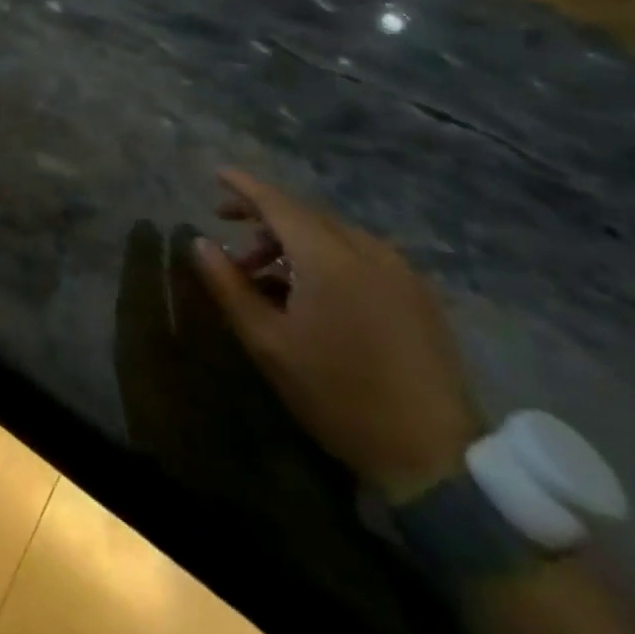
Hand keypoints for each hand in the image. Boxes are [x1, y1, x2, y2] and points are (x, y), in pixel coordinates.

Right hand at [189, 170, 482, 502]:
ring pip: (334, 234)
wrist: (434, 458)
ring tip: (270, 278)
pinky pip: (361, 254)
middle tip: (233, 243)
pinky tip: (315, 292)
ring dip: (295, 242)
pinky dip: (328, 256)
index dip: (243, 186)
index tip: (217, 174)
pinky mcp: (419, 293)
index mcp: (327, 255)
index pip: (276, 201)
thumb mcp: (268, 343)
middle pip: (305, 214)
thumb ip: (228, 285)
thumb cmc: (338, 395)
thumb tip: (200, 242)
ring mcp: (399, 269)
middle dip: (265, 219)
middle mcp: (366, 248)